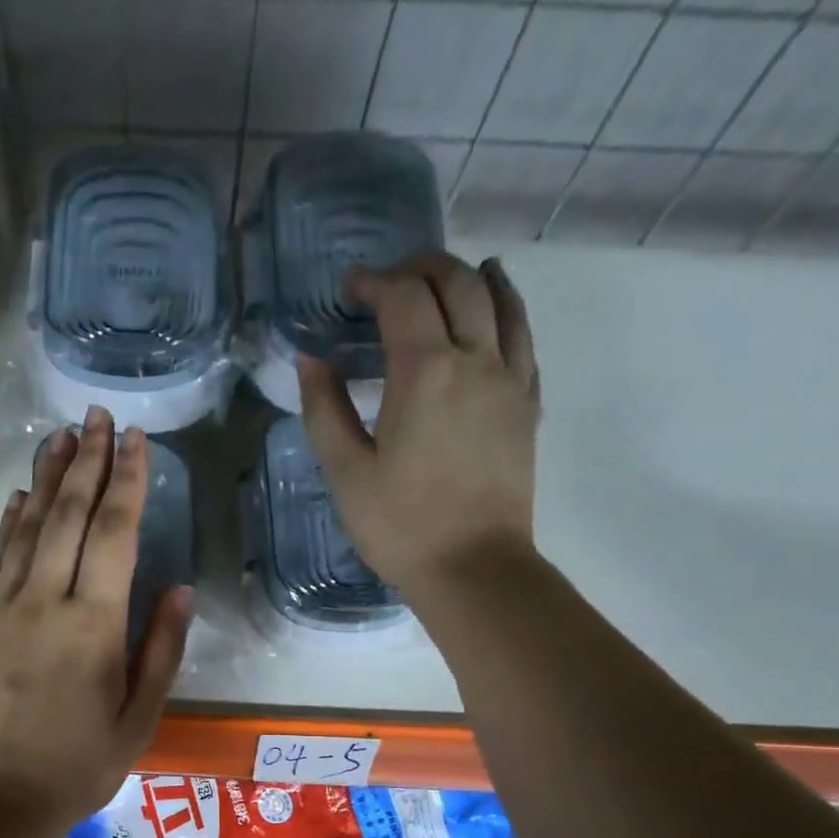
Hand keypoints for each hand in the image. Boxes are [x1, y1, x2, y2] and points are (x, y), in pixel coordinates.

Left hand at [0, 407, 191, 834]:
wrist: (3, 797)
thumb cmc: (82, 763)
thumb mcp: (140, 715)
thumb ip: (161, 647)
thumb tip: (179, 587)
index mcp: (93, 625)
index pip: (113, 534)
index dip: (126, 482)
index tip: (135, 439)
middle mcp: (44, 602)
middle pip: (67, 516)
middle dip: (85, 461)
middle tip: (97, 415)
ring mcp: (3, 608)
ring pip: (27, 528)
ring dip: (46, 477)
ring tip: (60, 435)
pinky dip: (11, 521)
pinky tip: (23, 496)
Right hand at [296, 254, 540, 603]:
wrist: (473, 568)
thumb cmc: (400, 526)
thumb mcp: (346, 473)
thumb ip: (325, 410)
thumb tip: (310, 359)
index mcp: (424, 372)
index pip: (403, 297)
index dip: (374, 282)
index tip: (349, 291)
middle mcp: (475, 360)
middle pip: (457, 282)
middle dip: (420, 269)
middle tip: (388, 283)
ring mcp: (510, 380)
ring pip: (500, 300)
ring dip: (468, 276)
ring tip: (443, 278)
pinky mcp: (528, 405)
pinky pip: (523, 337)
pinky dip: (506, 308)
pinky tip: (494, 311)